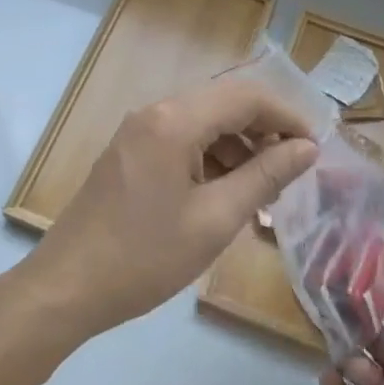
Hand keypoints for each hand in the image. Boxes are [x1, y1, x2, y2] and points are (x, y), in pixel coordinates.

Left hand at [23, 76, 318, 341]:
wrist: (67, 287)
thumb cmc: (145, 257)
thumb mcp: (215, 220)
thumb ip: (265, 176)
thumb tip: (306, 148)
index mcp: (174, 121)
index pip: (245, 96)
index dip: (287, 116)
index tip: (316, 149)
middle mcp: (154, 113)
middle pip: (224, 105)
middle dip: (264, 133)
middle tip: (293, 174)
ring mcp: (138, 132)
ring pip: (204, 124)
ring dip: (239, 149)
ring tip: (264, 193)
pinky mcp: (130, 154)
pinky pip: (182, 142)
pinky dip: (211, 161)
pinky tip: (227, 196)